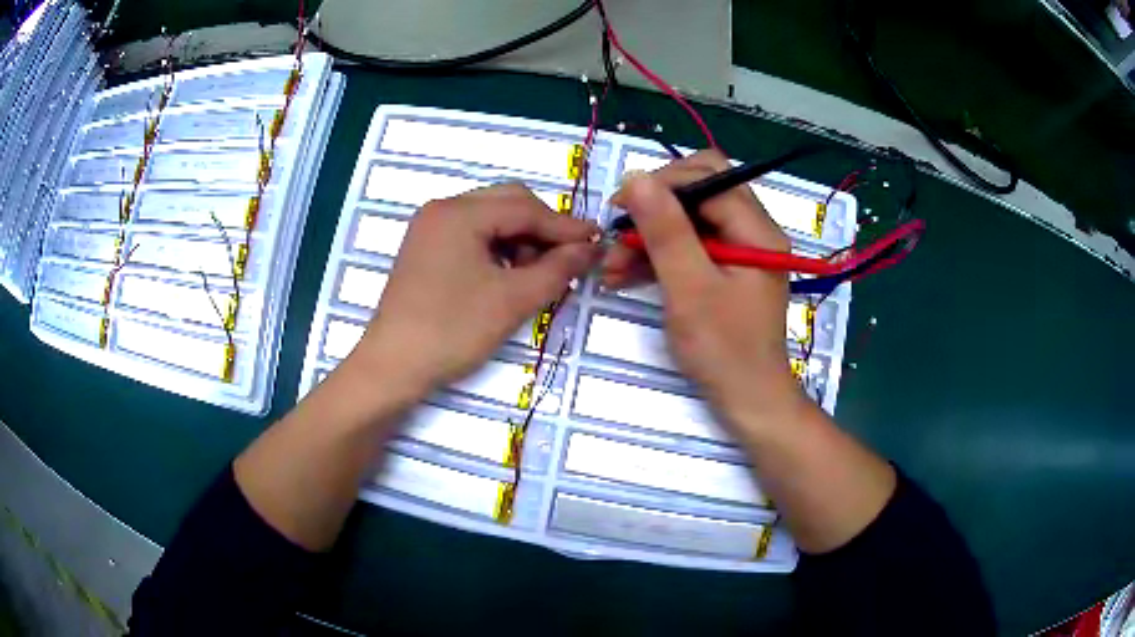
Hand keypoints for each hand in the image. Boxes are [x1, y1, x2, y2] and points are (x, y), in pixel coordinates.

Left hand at [351, 183, 599, 395]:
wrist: (393, 366)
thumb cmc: (452, 330)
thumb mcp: (513, 300)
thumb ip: (558, 269)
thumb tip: (591, 249)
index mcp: (459, 213)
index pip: (525, 208)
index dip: (565, 226)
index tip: (598, 242)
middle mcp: (442, 209)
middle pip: (507, 203)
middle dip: (541, 229)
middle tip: (568, 259)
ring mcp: (430, 228)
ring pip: (490, 218)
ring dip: (520, 239)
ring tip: (536, 275)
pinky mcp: (426, 248)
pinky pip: (472, 235)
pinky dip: (497, 249)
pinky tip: (508, 276)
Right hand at [601, 151, 802, 422]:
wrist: (747, 401)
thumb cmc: (724, 349)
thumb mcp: (690, 289)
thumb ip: (665, 231)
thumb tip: (636, 177)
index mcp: (757, 230)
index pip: (709, 178)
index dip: (663, 184)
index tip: (620, 206)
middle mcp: (753, 232)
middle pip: (699, 194)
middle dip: (654, 211)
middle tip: (618, 233)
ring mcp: (739, 252)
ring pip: (688, 223)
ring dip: (649, 238)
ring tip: (610, 266)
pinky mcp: (724, 272)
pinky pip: (688, 249)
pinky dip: (658, 258)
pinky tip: (624, 276)